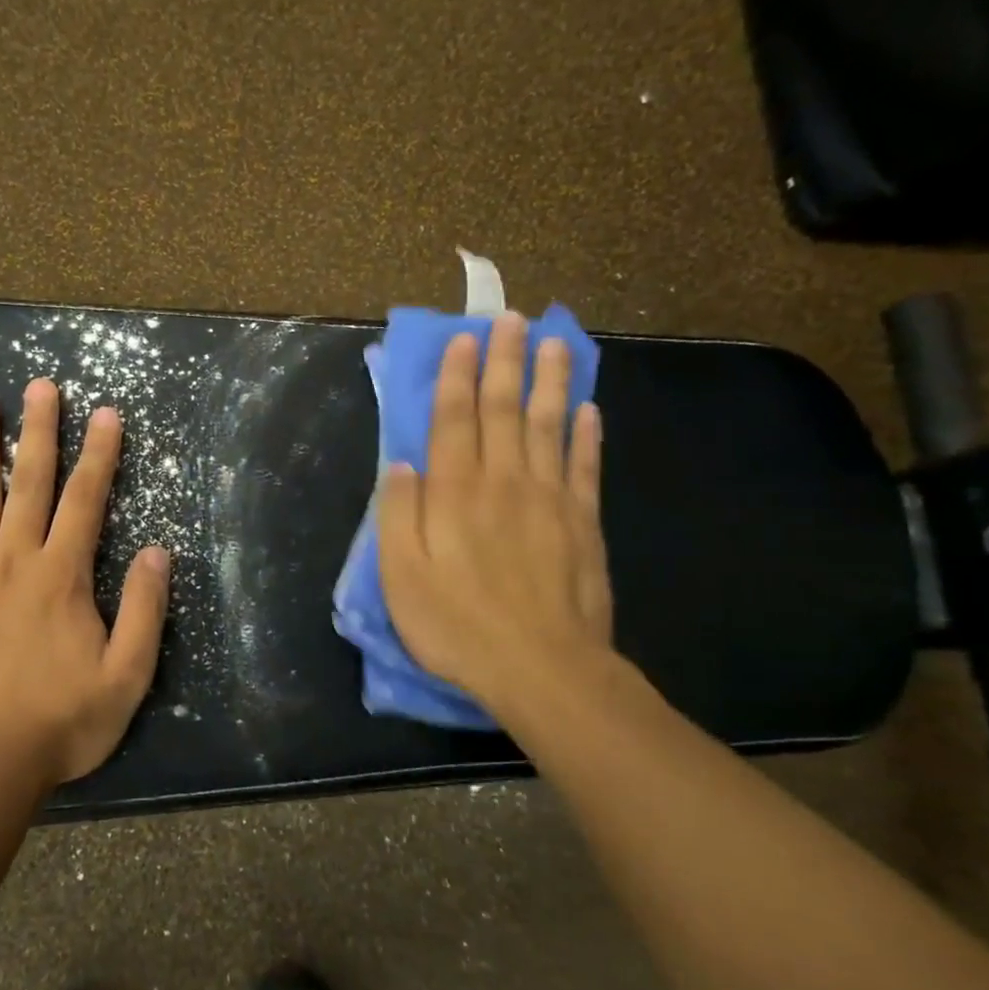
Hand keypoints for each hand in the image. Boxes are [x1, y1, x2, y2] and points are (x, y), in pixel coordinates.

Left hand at [0, 379, 169, 786]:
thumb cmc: (61, 723)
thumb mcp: (127, 676)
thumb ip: (145, 610)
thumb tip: (158, 552)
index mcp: (62, 576)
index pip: (86, 500)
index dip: (99, 454)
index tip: (105, 413)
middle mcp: (14, 561)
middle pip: (30, 484)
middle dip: (40, 431)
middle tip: (41, 385)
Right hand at [376, 313, 615, 730]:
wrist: (544, 670)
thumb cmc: (458, 626)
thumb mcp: (402, 578)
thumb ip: (399, 516)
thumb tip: (401, 465)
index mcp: (455, 494)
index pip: (453, 420)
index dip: (456, 377)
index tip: (463, 339)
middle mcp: (503, 482)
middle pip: (504, 410)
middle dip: (504, 361)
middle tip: (511, 319)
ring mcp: (550, 500)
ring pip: (549, 425)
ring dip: (550, 381)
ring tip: (554, 343)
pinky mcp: (584, 523)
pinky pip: (585, 467)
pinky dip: (587, 435)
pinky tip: (589, 409)